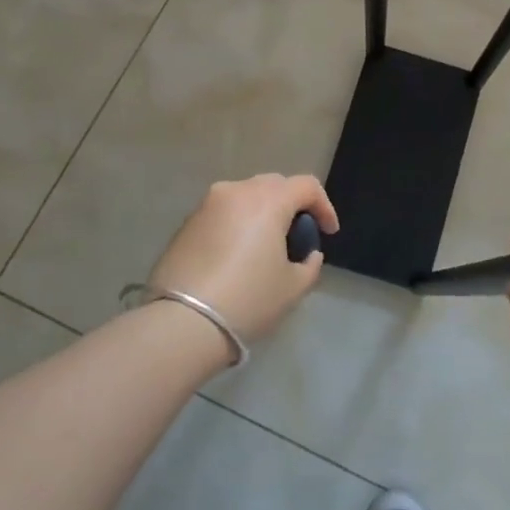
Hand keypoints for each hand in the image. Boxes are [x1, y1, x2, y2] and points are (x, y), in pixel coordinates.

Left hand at [149, 175, 337, 345]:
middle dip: (292, 204)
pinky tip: (237, 255)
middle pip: (275, 185)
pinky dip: (237, 224)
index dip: (324, 206)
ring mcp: (207, 205)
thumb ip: (309, 264)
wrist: (181, 323)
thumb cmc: (247, 300)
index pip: (307, 186)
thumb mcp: (293, 287)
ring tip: (266, 245)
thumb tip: (308, 253)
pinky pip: (223, 213)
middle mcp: (237, 191)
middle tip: (297, 235)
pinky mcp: (186, 223)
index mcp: (268, 200)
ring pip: (246, 196)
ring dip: (262, 212)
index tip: (328, 233)